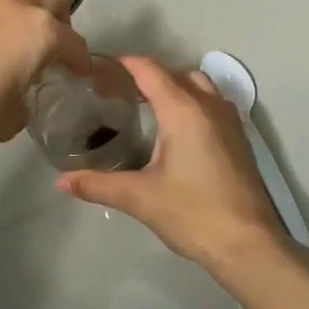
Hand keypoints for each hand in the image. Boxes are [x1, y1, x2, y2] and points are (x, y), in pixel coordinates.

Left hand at [0, 0, 91, 158]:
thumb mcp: (10, 120)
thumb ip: (28, 100)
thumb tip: (22, 94)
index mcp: (39, 31)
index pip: (74, 43)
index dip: (82, 63)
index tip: (82, 76)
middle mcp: (14, 6)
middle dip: (60, 21)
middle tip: (53, 52)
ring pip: (17, 0)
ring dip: (25, 21)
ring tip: (15, 54)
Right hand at [57, 57, 289, 274]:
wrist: (248, 244)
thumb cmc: (192, 213)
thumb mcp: (139, 198)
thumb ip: (97, 184)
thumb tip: (61, 182)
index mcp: (183, 111)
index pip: (150, 70)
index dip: (123, 65)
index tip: (99, 71)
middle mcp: (209, 105)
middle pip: (174, 74)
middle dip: (145, 76)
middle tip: (115, 93)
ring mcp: (229, 121)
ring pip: (198, 86)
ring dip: (172, 87)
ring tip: (144, 108)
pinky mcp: (238, 139)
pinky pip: (211, 104)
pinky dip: (190, 103)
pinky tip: (174, 132)